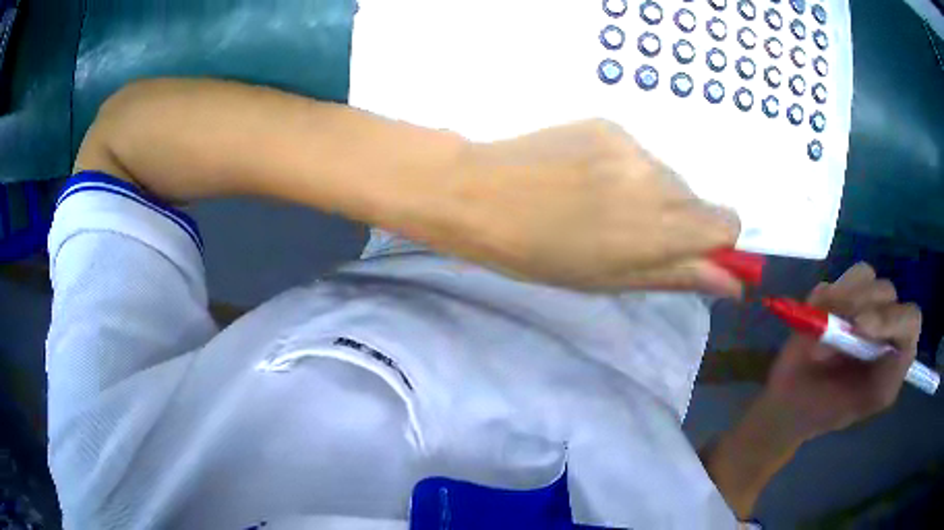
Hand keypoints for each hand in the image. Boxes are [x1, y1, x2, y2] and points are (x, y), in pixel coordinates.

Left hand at [457, 119, 742, 294]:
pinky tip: (582, 176)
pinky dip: (622, 167)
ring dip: (646, 192)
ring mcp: (634, 146)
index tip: (686, 248)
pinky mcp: (608, 124)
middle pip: (695, 199)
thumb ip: (680, 275)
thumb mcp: (613, 280)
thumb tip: (733, 282)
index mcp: (665, 228)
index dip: (713, 239)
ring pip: (664, 174)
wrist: (483, 194)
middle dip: (674, 218)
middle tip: (624, 231)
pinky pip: (634, 152)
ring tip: (596, 203)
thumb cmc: (543, 254)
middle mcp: (660, 180)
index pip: (727, 223)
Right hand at [764, 263, 921, 440]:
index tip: (858, 327)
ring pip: (865, 275)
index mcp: (897, 349)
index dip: (890, 318)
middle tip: (834, 328)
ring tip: (822, 326)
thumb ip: (887, 371)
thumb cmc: (832, 410)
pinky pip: (837, 280)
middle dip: (862, 306)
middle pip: (886, 291)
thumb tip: (867, 327)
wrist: (791, 407)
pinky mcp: (837, 294)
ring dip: (843, 299)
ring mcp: (862, 303)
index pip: (911, 318)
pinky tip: (816, 318)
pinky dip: (825, 296)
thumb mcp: (869, 399)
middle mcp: (885, 320)